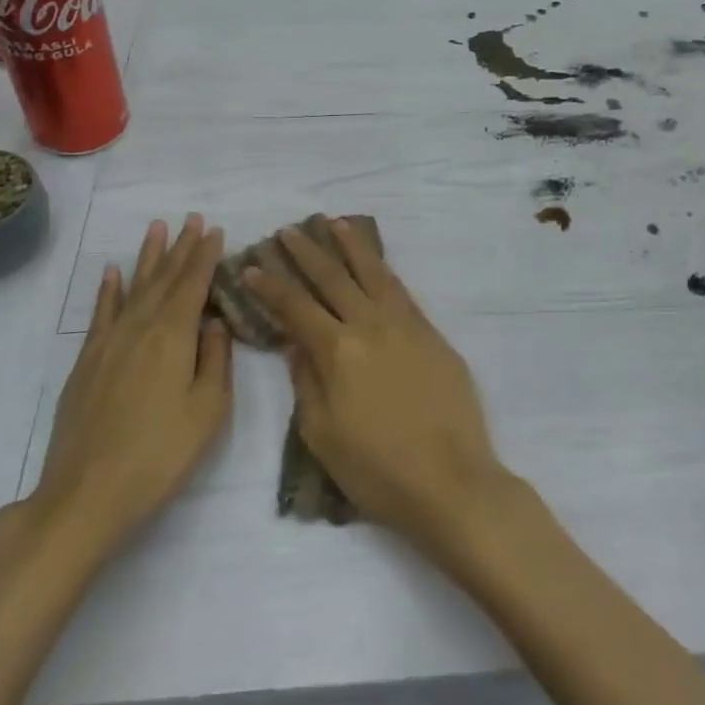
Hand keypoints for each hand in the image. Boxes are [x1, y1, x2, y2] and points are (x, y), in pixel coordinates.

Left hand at [28, 215, 231, 559]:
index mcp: (173, 336)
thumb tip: (214, 322)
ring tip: (156, 228)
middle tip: (191, 218)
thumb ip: (216, 360)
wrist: (87, 493)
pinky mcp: (86, 362)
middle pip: (163, 279)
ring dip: (147, 257)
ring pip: (133, 288)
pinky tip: (113, 272)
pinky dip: (108, 290)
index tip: (215, 230)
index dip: (205, 256)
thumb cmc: (160, 454)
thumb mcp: (208, 411)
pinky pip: (100, 313)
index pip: (194, 284)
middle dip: (180, 247)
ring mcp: (108, 343)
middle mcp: (139, 328)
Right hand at [245, 220, 509, 556]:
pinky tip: (376, 262)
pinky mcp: (432, 334)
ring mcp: (406, 326)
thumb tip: (297, 345)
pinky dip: (383, 270)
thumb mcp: (322, 436)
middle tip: (288, 231)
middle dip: (307, 253)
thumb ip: (306, 383)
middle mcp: (370, 326)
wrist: (451, 482)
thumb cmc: (377, 470)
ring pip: (373, 273)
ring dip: (351, 246)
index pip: (296, 308)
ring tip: (334, 223)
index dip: (271, 286)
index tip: (252, 266)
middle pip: (333, 279)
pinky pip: (402, 291)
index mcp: (338, 351)